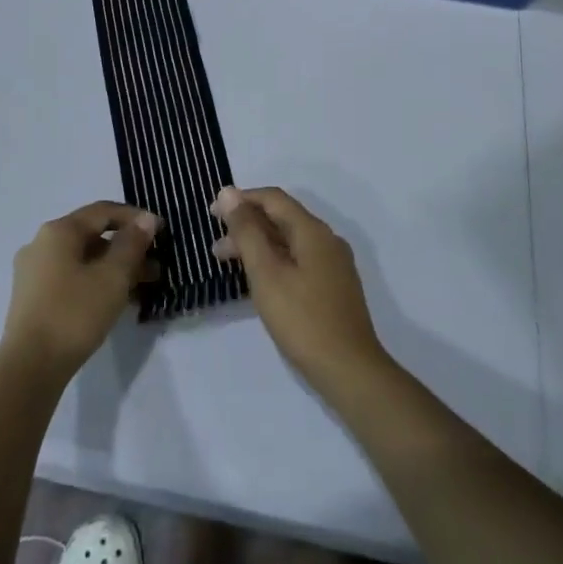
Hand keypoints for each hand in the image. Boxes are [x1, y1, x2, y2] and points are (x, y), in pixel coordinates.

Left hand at [0, 203, 159, 379]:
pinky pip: (71, 278)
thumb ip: (132, 244)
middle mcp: (41, 243)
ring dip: (113, 268)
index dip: (135, 217)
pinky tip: (115, 301)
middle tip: (155, 267)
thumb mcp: (112, 277)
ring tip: (141, 287)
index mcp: (58, 231)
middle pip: (92, 236)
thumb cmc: (74, 314)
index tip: (161, 232)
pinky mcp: (32, 298)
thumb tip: (146, 219)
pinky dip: (95, 282)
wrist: (29, 368)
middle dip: (126, 248)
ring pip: (82, 259)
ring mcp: (33, 272)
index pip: (103, 211)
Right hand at [211, 186, 390, 395]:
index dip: (242, 199)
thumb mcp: (266, 273)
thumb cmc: (302, 319)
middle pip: (282, 219)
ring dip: (258, 245)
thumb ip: (247, 231)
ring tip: (228, 264)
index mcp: (313, 231)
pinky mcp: (334, 287)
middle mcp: (327, 240)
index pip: (273, 199)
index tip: (213, 213)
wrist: (349, 370)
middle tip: (216, 245)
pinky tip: (259, 280)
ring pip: (289, 241)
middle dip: (247, 225)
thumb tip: (228, 192)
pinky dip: (274, 261)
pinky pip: (299, 260)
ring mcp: (333, 264)